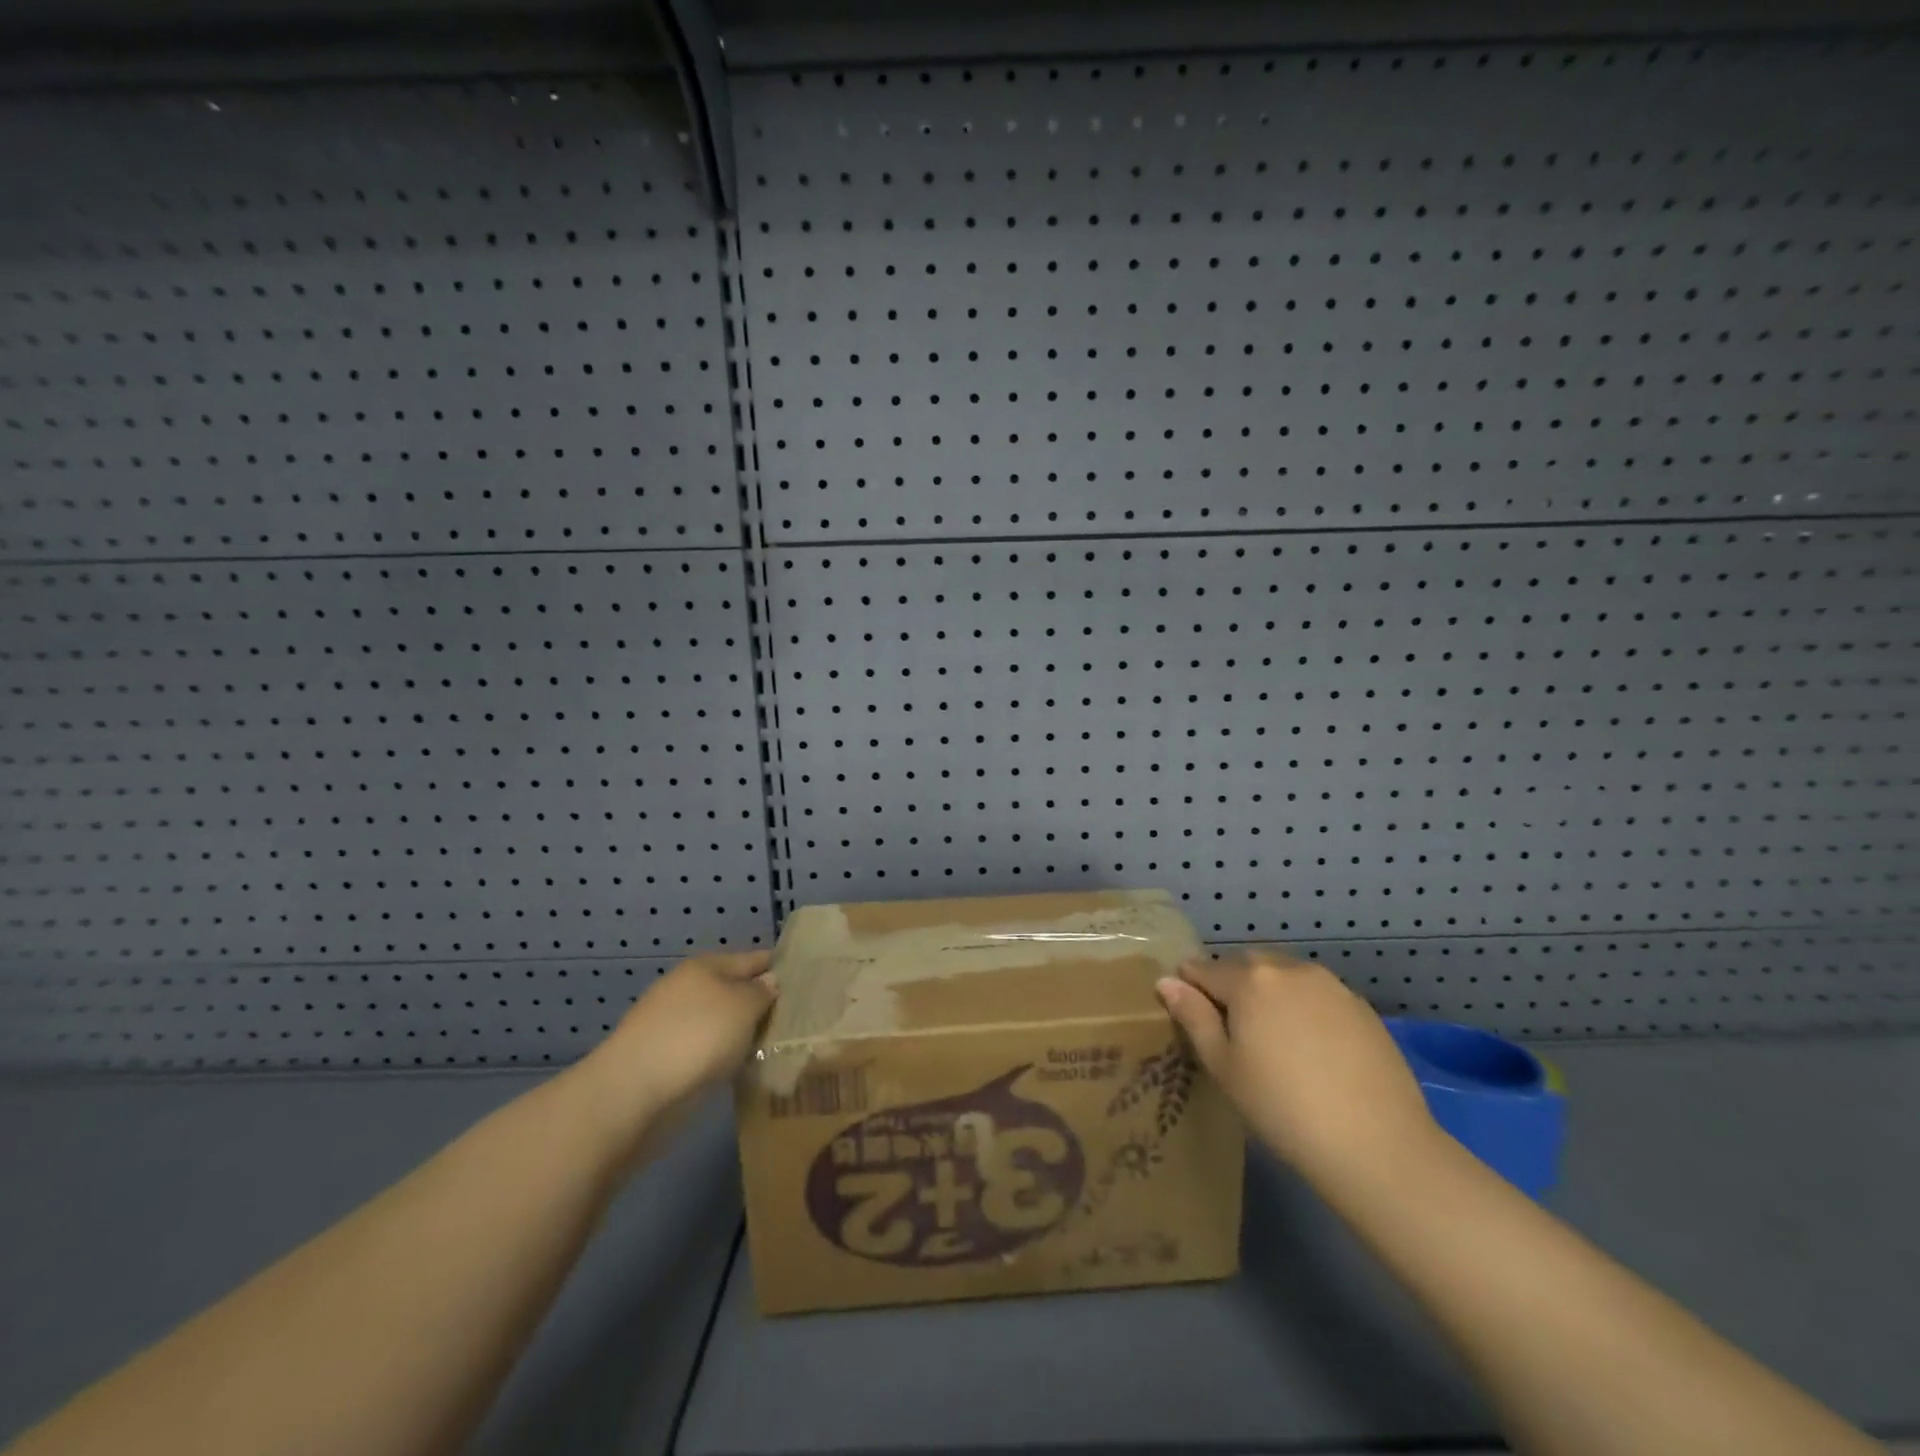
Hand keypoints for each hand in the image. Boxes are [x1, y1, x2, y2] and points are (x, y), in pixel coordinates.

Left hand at [571, 950, 775, 1164]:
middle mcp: (688, 989)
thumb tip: (769, 982)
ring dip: (742, 1033)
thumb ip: (762, 992)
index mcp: (706, 966)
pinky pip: (706, 1050)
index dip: (778, 967)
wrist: (634, 1092)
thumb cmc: (698, 1036)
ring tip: (774, 1047)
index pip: (753, 959)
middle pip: (734, 990)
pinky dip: (723, 1056)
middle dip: (760, 1003)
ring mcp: (673, 1024)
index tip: (807, 981)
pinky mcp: (664, 1059)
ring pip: (720, 1022)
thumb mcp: (744, 1006)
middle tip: (796, 1019)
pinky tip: (742, 1069)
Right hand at [1156, 950, 1438, 1189]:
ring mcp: (1330, 985)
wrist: (1378, 1145)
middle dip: (1232, 986)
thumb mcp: (1224, 1067)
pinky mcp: (1361, 1007)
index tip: (1192, 1018)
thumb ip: (1194, 1017)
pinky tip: (1312, 1049)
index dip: (1189, 989)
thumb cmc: (1283, 1108)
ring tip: (1274, 1040)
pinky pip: (1317, 994)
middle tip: (1233, 1033)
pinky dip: (1304, 1008)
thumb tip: (1166, 981)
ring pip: (1284, 975)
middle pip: (1246, 965)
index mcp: (1249, 980)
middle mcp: (1289, 969)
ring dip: (1270, 993)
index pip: (1202, 968)